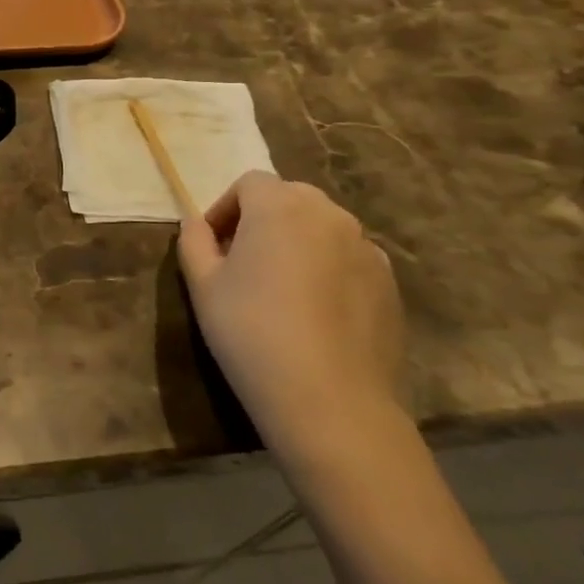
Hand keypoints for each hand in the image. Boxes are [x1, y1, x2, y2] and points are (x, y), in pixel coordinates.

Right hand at [177, 171, 407, 475]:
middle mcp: (329, 216)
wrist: (329, 400)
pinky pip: (348, 259)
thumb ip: (194, 241)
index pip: (250, 184)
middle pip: (290, 198)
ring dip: (297, 241)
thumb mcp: (202, 285)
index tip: (212, 244)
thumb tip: (195, 223)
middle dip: (262, 219)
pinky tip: (313, 311)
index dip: (225, 208)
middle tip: (242, 260)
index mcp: (280, 207)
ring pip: (322, 228)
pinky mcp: (389, 284)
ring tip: (279, 286)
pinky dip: (327, 268)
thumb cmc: (250, 331)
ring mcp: (367, 249)